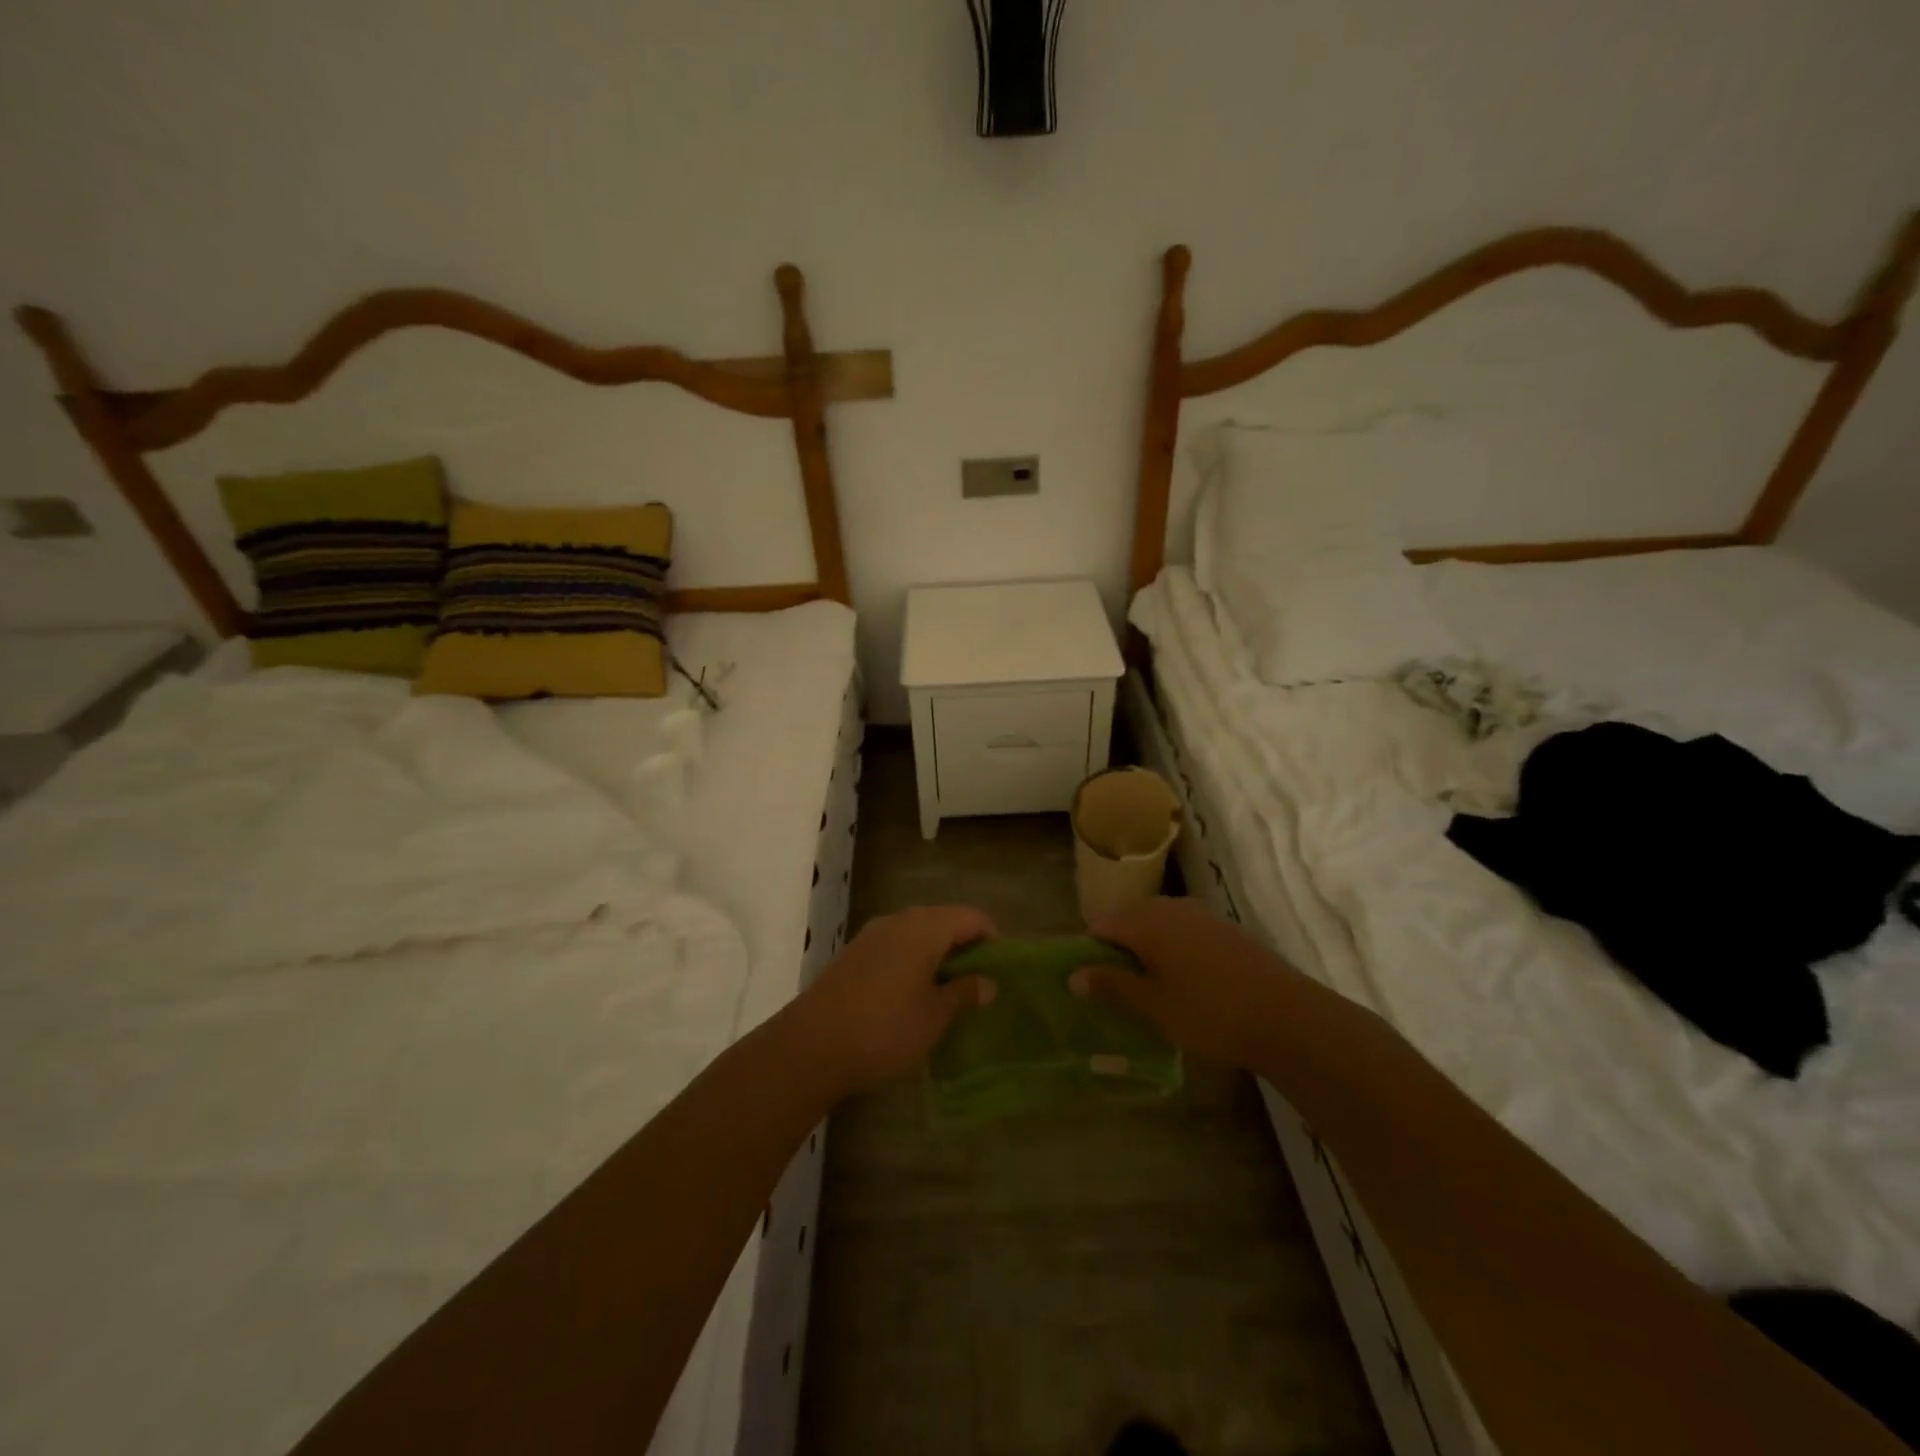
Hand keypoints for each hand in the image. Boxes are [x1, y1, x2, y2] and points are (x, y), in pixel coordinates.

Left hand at [787, 905, 996, 1096]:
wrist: (811, 1045)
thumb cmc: (885, 1028)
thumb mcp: (935, 1016)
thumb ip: (964, 993)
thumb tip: (987, 982)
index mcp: (925, 928)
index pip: (971, 917)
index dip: (992, 939)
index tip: (1000, 971)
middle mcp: (899, 921)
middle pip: (944, 921)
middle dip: (964, 948)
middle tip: (977, 984)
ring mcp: (872, 935)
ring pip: (918, 934)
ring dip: (937, 956)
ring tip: (948, 993)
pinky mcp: (854, 954)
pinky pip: (896, 947)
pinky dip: (913, 962)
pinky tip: (912, 996)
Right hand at [1071, 897, 1301, 1069]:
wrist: (1287, 1018)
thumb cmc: (1209, 1013)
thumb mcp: (1153, 1005)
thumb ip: (1112, 985)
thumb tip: (1073, 974)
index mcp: (1147, 921)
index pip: (1101, 925)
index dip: (1090, 952)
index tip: (1090, 984)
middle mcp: (1171, 907)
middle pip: (1129, 920)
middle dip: (1118, 949)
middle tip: (1117, 989)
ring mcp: (1202, 915)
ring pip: (1158, 924)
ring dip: (1146, 949)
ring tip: (1149, 988)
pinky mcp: (1225, 929)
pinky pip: (1184, 931)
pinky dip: (1173, 949)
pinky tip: (1184, 981)